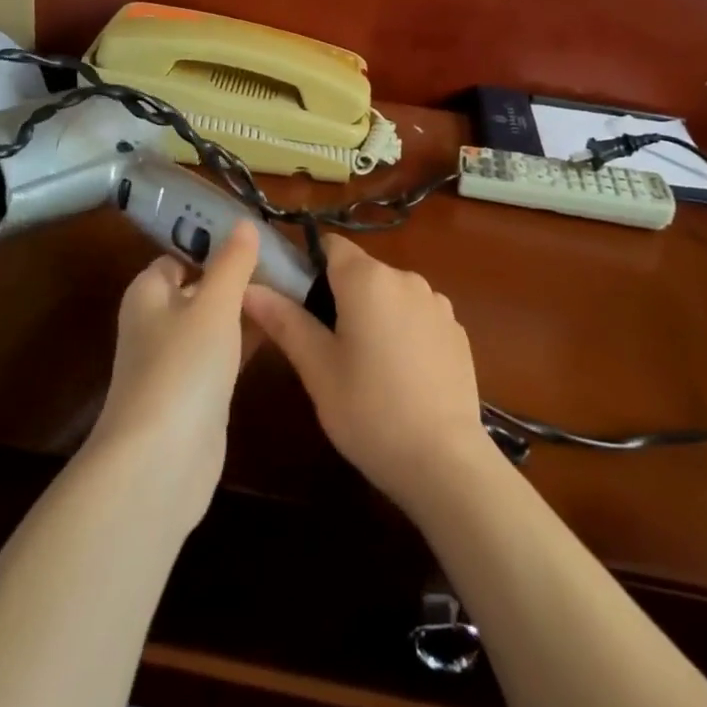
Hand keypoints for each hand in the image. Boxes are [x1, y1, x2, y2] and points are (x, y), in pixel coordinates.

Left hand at [87, 222, 259, 528]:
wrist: (161, 461)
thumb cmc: (183, 367)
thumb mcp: (213, 305)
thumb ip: (232, 264)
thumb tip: (243, 223)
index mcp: (149, 293)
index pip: (179, 255)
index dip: (213, 244)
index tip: (256, 236)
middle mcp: (156, 323)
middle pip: (199, 288)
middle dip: (236, 277)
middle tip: (285, 264)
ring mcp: (175, 361)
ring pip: (214, 323)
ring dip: (245, 310)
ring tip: (293, 291)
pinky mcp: (195, 393)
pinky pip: (223, 355)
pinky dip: (246, 342)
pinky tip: (281, 333)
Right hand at [243, 235, 488, 515]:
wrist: (444, 461)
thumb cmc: (368, 410)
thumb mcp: (317, 368)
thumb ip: (284, 320)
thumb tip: (248, 287)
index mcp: (367, 279)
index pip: (331, 245)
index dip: (309, 264)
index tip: (296, 300)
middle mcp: (406, 278)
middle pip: (362, 271)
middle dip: (340, 296)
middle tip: (323, 345)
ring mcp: (438, 304)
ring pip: (391, 295)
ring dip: (374, 314)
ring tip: (364, 365)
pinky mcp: (457, 332)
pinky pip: (418, 317)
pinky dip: (404, 332)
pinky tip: (400, 376)